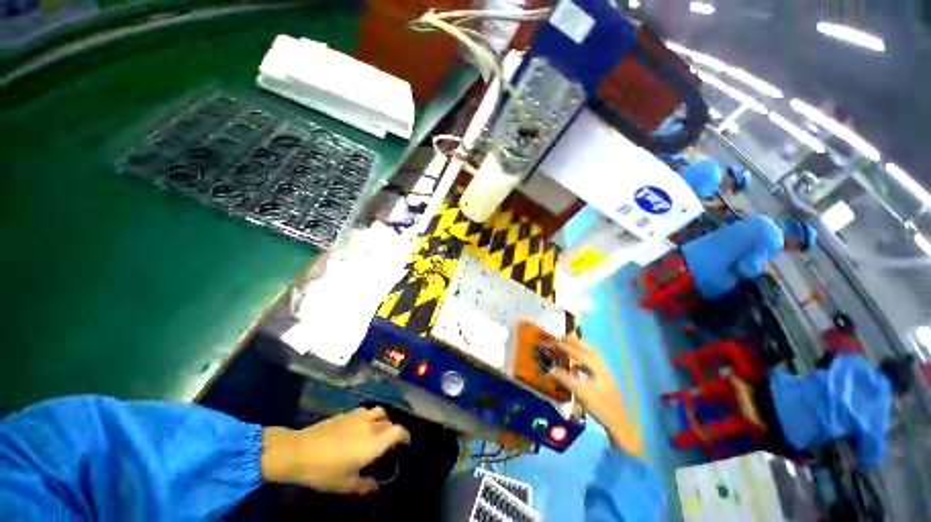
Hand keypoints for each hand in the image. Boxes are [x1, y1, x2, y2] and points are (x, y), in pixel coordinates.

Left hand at [260, 407, 409, 494]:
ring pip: (380, 412)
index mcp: (374, 443)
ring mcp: (359, 416)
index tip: (406, 444)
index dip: (406, 436)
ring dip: (383, 420)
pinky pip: (366, 411)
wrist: (299, 451)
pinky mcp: (348, 413)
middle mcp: (371, 425)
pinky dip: (370, 416)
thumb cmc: (324, 471)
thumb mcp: (345, 485)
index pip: (398, 432)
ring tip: (377, 430)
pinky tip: (361, 426)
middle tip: (388, 445)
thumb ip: (364, 485)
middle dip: (393, 432)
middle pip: (390, 423)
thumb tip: (376, 486)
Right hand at [549, 338, 643, 456]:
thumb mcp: (581, 393)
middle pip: (590, 350)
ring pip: (593, 356)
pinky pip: (593, 363)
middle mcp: (603, 368)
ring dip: (581, 349)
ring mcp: (605, 374)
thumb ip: (565, 380)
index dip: (567, 347)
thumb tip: (550, 370)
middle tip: (564, 337)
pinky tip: (578, 363)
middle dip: (576, 343)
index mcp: (598, 369)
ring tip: (571, 345)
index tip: (556, 341)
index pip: (581, 353)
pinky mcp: (605, 381)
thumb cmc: (601, 407)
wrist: (619, 424)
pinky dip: (584, 358)